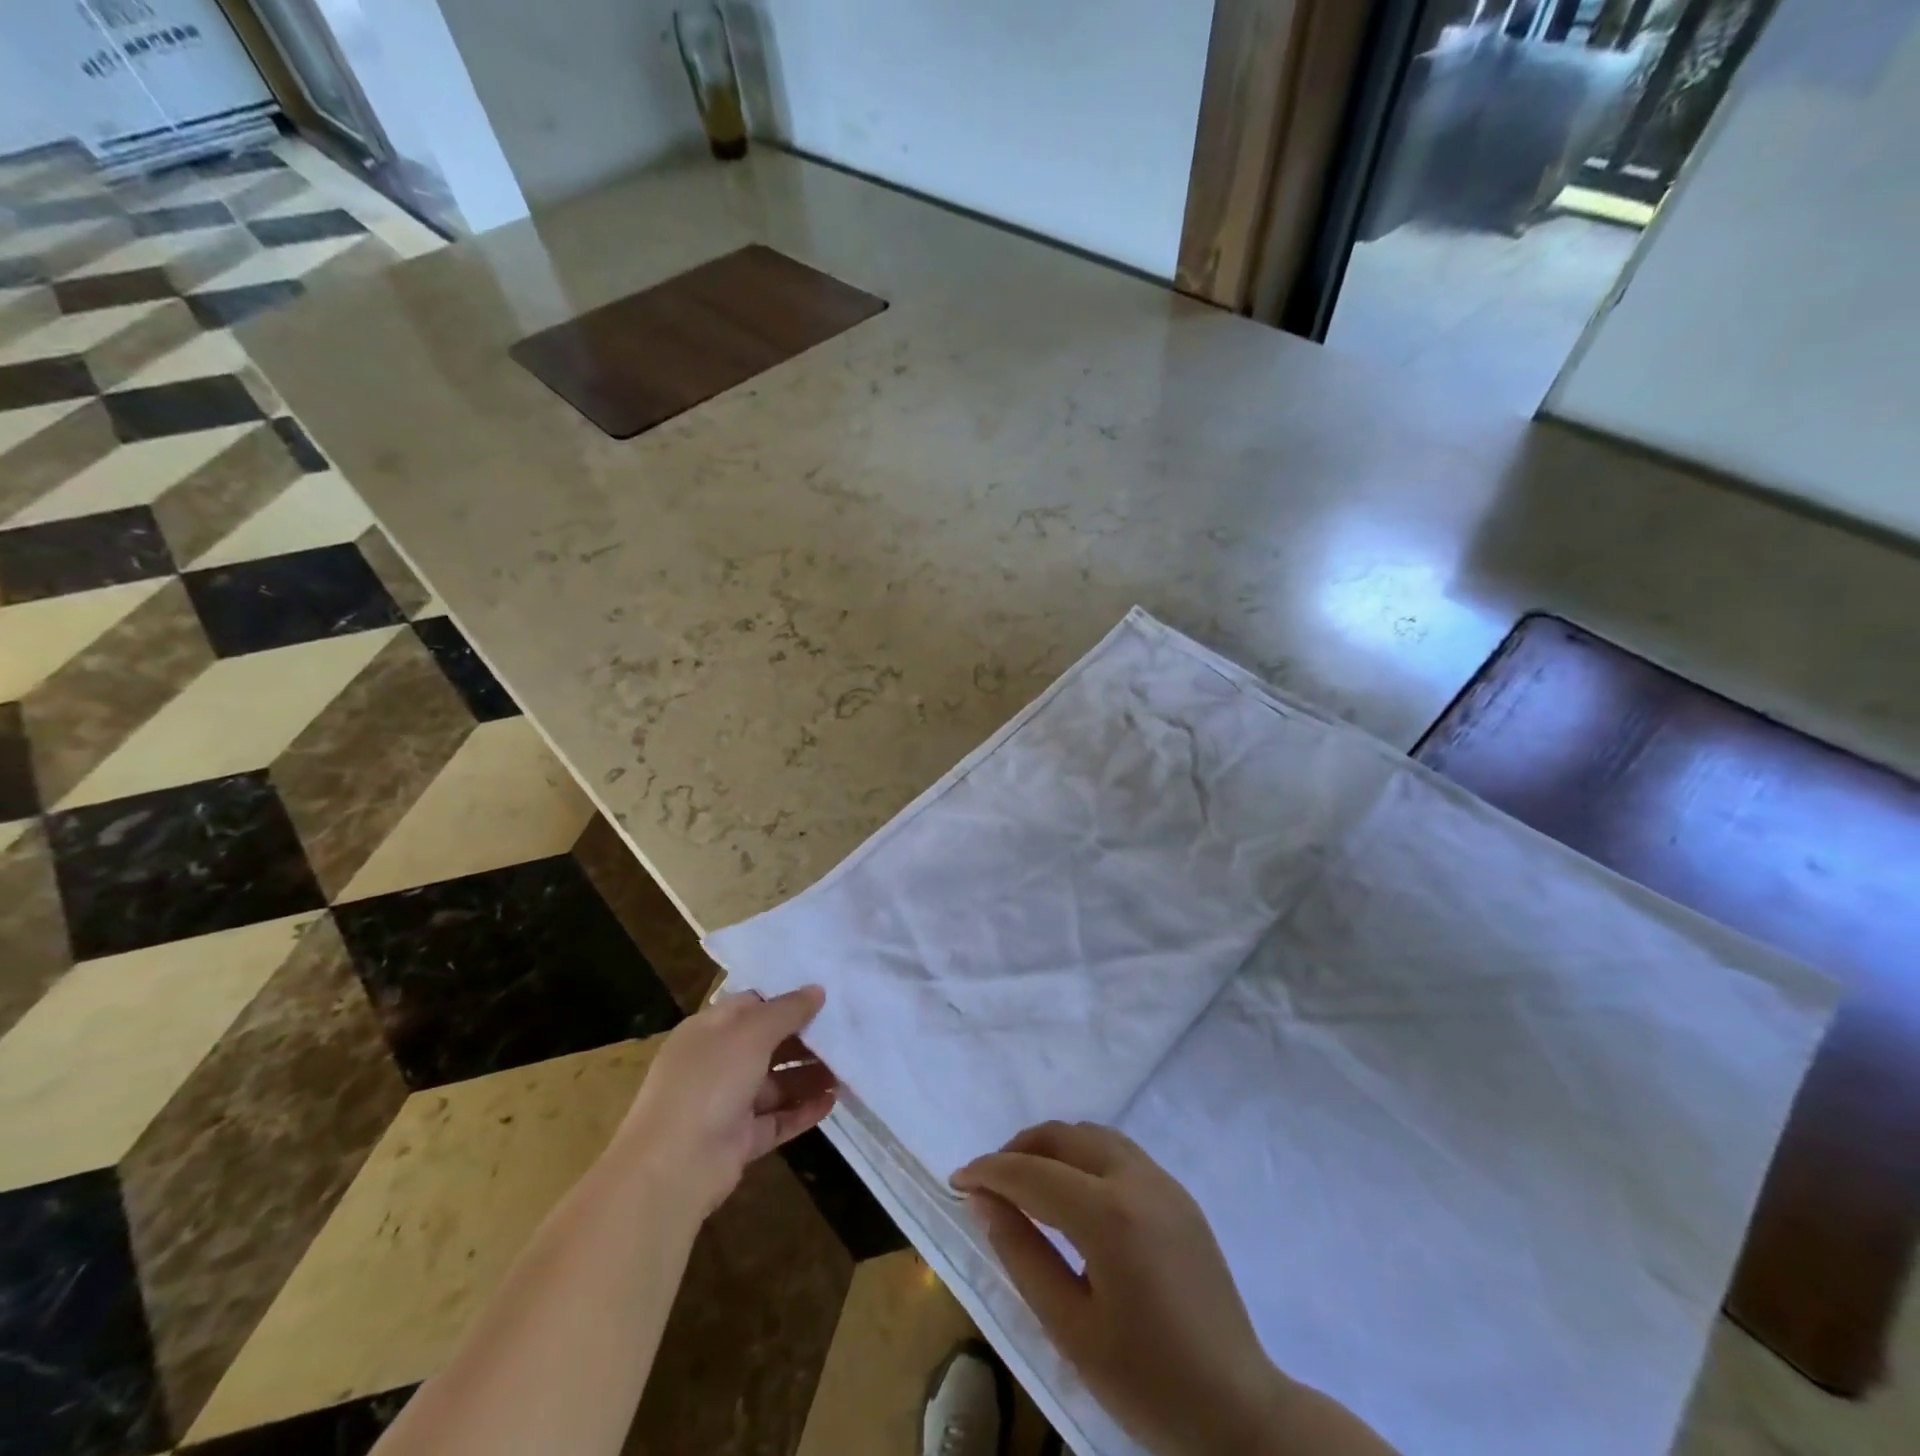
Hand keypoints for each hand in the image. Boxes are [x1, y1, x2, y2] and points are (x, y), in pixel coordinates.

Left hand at [616, 987, 835, 1216]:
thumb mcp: (751, 1033)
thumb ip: (787, 1011)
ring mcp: (726, 1104)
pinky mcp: (739, 1140)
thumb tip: (817, 989)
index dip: (784, 999)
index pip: (750, 1006)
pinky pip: (777, 1119)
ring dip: (809, 1076)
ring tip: (847, 1069)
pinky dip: (802, 1110)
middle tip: (845, 1032)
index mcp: (708, 1030)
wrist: (673, 1167)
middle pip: (767, 1044)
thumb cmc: (709, 1082)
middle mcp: (716, 1064)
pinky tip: (832, 1101)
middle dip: (804, 1039)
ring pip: (775, 1083)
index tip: (823, 996)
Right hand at [954, 1122, 1396, 1455]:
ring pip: (1092, 1135)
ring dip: (1053, 1147)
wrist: (1240, 1411)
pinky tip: (1073, 1194)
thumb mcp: (1069, 1328)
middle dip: (1019, 1149)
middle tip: (989, 1183)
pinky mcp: (1179, 1195)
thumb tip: (981, 1200)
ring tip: (1026, 1184)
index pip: (1032, 1172)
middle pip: (1063, 1136)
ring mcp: (1163, 1182)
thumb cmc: (1146, 1381)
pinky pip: (1119, 1153)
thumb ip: (1021, 1254)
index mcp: (1108, 1214)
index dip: (989, 1172)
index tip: (957, 1180)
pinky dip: (1084, 1156)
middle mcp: (1136, 1179)